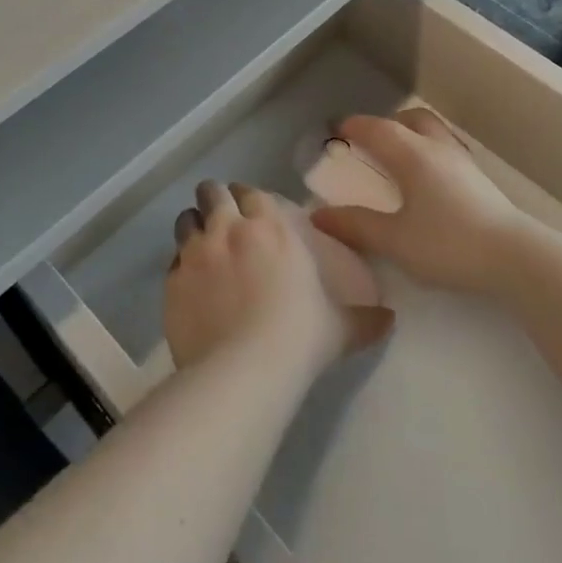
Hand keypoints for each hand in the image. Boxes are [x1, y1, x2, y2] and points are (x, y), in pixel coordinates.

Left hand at [166, 181, 392, 371]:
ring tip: (201, 243)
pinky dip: (180, 264)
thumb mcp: (338, 328)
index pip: (251, 192)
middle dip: (215, 199)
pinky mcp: (171, 280)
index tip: (249, 208)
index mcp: (269, 227)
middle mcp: (228, 228)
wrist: (244, 370)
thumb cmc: (298, 337)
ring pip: (186, 219)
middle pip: (213, 193)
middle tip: (221, 217)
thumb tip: (390, 320)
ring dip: (194, 225)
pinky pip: (172, 261)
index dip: (248, 197)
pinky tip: (190, 282)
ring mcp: (195, 252)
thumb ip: (364, 319)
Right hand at [310, 109, 536, 296]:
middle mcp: (438, 148)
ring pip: (434, 132)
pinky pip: (447, 150)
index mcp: (413, 155)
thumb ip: (357, 226)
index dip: (355, 127)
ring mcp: (463, 162)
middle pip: (411, 120)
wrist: (515, 258)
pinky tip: (429, 180)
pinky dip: (429, 151)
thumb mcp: (395, 241)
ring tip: (399, 158)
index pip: (378, 129)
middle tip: (371, 142)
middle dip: (388, 124)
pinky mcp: (480, 180)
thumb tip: (319, 216)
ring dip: (412, 135)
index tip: (338, 131)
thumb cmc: (448, 244)